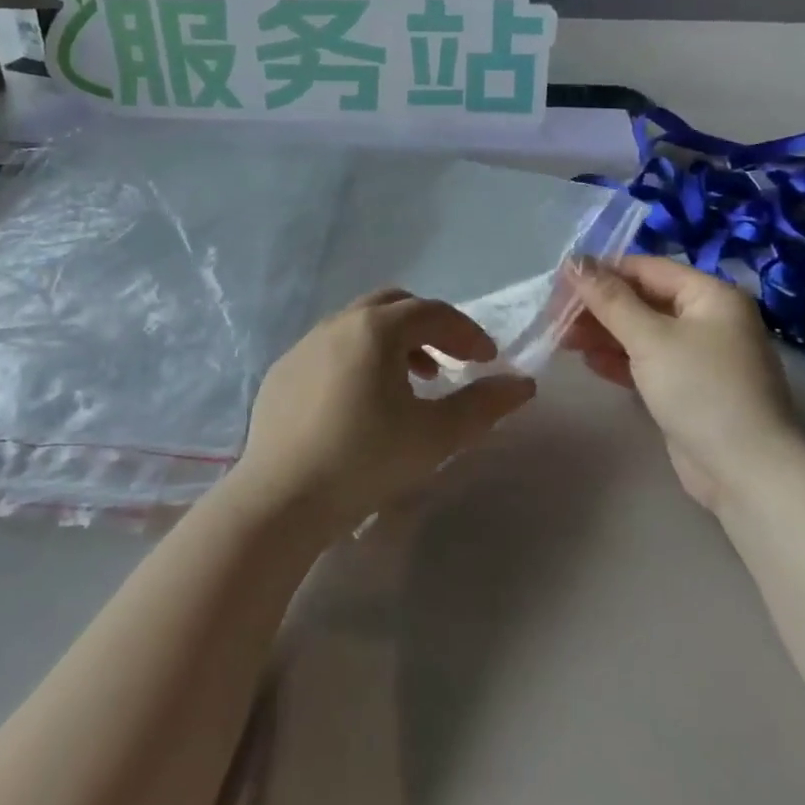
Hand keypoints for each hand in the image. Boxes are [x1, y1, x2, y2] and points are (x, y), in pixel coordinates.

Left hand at [231, 289, 536, 536]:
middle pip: (393, 306)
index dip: (467, 332)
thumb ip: (484, 405)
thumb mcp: (436, 436)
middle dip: (429, 328)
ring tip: (410, 384)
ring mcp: (303, 346)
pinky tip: (359, 403)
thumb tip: (523, 384)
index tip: (487, 360)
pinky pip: (329, 349)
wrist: (281, 499)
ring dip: (392, 344)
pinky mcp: (282, 372)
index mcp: (376, 329)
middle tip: (450, 362)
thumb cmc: (366, 460)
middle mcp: (337, 324)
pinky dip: (357, 360)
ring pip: (358, 325)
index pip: (433, 313)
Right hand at [564, 256, 804, 513]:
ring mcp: (700, 356)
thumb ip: (609, 299)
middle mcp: (709, 319)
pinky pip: (648, 361)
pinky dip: (620, 359)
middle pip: (643, 300)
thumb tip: (574, 261)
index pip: (647, 268)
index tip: (560, 283)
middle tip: (555, 316)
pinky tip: (590, 362)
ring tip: (563, 339)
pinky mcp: (689, 387)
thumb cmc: (699, 388)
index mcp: (711, 295)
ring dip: (604, 333)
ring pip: (643, 332)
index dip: (601, 272)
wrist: (744, 469)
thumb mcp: (650, 338)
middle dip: (599, 307)